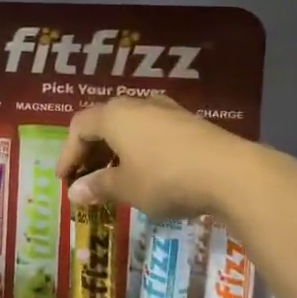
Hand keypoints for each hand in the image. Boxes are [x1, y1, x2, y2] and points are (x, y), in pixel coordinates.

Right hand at [60, 96, 260, 219]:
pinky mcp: (189, 123)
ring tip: (114, 178)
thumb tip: (75, 192)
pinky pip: (151, 133)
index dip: (68, 154)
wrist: (231, 173)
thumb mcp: (126, 187)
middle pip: (103, 123)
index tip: (65, 180)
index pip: (79, 127)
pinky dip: (139, 150)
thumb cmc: (165, 178)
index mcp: (115, 115)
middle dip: (91, 152)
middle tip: (86, 179)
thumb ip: (98, 186)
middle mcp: (138, 105)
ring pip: (129, 127)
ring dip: (115, 151)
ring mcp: (167, 111)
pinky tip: (145, 172)